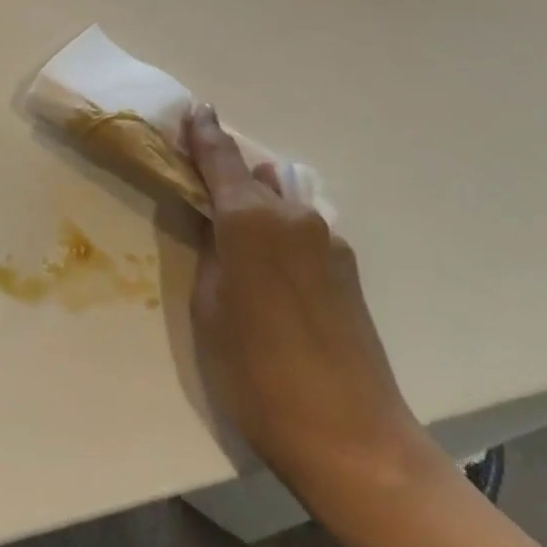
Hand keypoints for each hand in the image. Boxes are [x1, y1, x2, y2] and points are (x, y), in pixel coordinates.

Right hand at [182, 104, 448, 519]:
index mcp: (251, 219)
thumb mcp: (209, 310)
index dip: (204, 134)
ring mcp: (327, 240)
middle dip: (226, 176)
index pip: (221, 160)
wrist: (351, 436)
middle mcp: (293, 216)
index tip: (195, 109)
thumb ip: (210, 253)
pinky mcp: (347, 267)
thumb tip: (216, 224)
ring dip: (255, 205)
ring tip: (233, 232)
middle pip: (252, 179)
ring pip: (280, 204)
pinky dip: (279, 233)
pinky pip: (301, 232)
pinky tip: (270, 271)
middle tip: (199, 185)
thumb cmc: (256, 373)